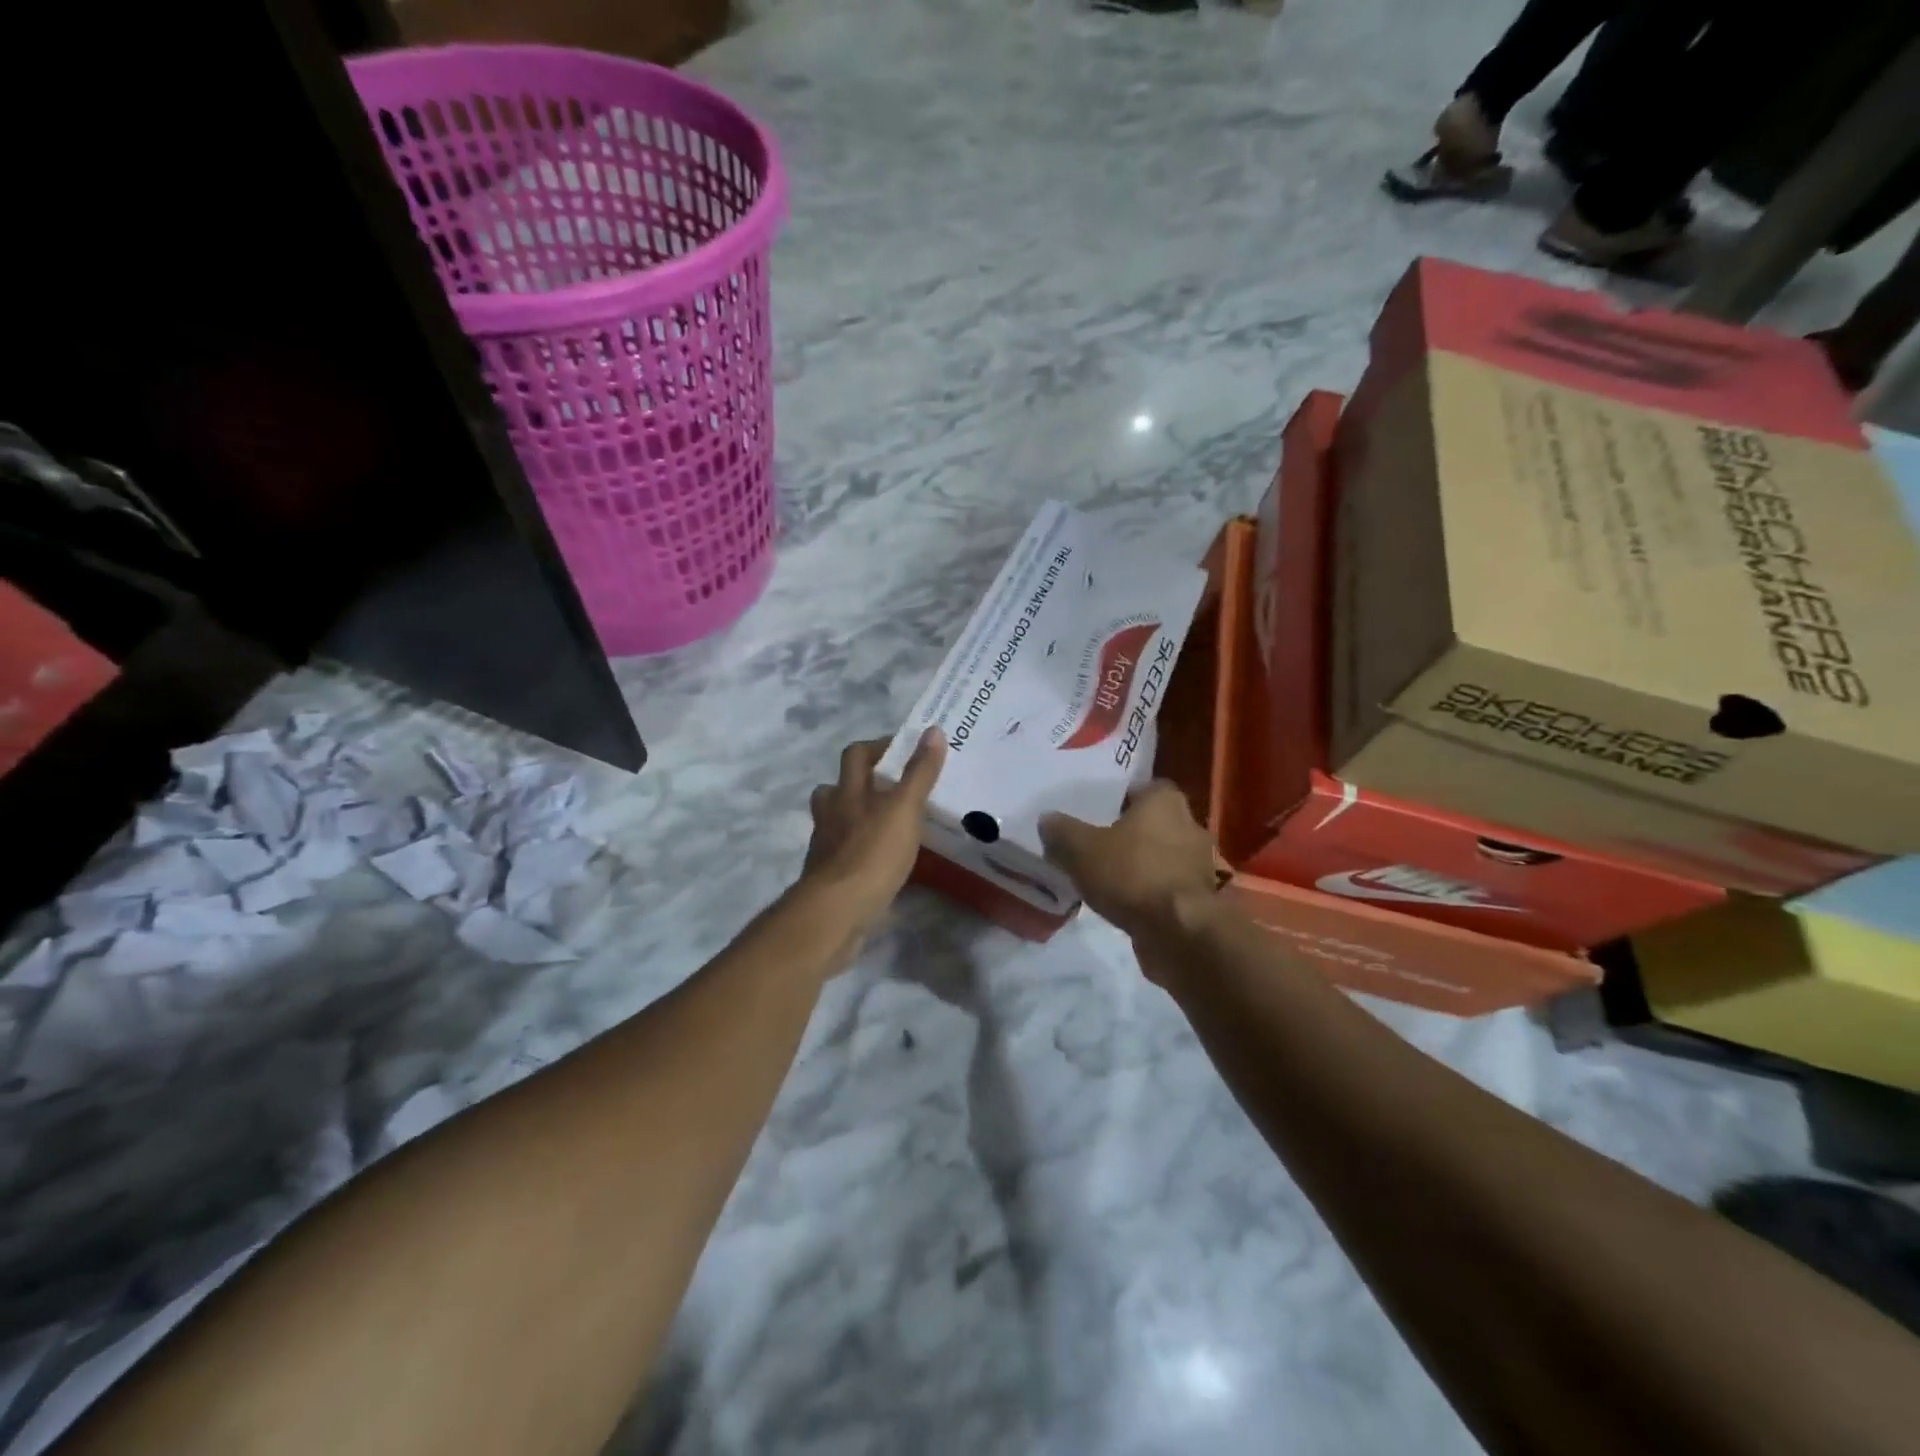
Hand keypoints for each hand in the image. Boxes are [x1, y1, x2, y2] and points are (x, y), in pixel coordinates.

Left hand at [800, 730, 945, 936]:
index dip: (877, 747)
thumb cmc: (872, 854)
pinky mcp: (830, 878)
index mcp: (848, 793)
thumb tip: (933, 730)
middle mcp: (831, 815)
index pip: (856, 755)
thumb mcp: (904, 810)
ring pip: (837, 823)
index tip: (904, 750)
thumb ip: (919, 773)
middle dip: (860, 782)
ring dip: (857, 818)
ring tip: (888, 825)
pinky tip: (882, 862)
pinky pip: (845, 855)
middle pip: (836, 788)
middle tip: (893, 789)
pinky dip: (860, 852)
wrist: (836, 913)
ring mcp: (827, 848)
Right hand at [1039, 781, 1220, 945]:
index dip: (1121, 797)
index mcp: (1165, 802)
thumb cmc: (1133, 874)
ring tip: (1106, 877)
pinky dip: (1149, 892)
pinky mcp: (1199, 899)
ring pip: (1161, 856)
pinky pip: (1166, 886)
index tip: (1098, 810)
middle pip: (1153, 822)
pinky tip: (1124, 903)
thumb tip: (1047, 820)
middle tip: (1096, 843)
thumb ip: (1062, 831)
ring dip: (1140, 865)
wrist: (1180, 932)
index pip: (1144, 788)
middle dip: (1129, 832)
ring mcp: (1198, 864)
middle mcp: (1188, 826)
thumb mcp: (1081, 849)